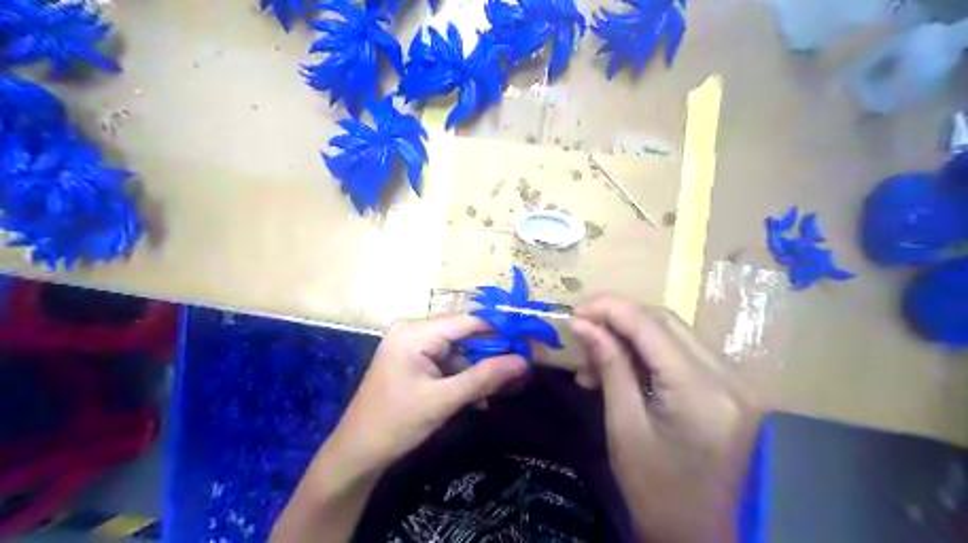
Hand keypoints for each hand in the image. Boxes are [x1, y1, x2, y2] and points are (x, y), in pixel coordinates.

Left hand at [325, 313, 526, 474]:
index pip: (468, 321)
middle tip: (517, 369)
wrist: (357, 453)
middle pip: (463, 334)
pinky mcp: (411, 360)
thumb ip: (484, 377)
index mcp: (415, 332)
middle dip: (489, 354)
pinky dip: (460, 378)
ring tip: (492, 395)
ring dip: (475, 372)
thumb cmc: (397, 423)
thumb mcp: (444, 400)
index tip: (527, 342)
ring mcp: (410, 345)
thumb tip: (523, 361)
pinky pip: (445, 361)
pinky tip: (474, 399)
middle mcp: (412, 330)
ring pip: (457, 350)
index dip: (500, 330)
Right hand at [568, 294, 764, 542]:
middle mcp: (728, 376)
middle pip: (665, 321)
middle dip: (617, 318)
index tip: (574, 312)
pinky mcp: (729, 386)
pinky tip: (620, 367)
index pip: (651, 326)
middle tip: (581, 331)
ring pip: (673, 332)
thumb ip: (609, 366)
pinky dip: (647, 352)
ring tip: (594, 360)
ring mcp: (734, 380)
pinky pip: (682, 352)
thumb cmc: (655, 490)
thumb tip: (582, 324)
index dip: (609, 309)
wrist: (699, 534)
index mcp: (701, 392)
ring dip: (630, 336)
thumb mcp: (624, 426)